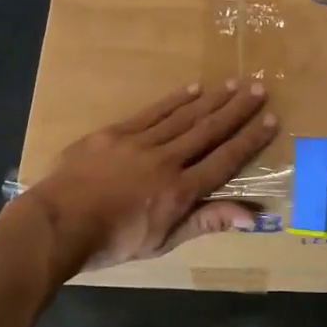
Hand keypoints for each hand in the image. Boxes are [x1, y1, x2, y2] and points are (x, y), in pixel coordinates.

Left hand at [28, 80, 277, 270]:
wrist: (57, 223)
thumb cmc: (111, 242)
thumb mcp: (162, 242)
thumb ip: (205, 222)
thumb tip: (252, 217)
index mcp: (180, 191)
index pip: (224, 161)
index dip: (249, 140)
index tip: (270, 119)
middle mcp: (166, 161)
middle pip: (208, 131)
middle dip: (236, 110)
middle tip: (258, 88)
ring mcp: (140, 143)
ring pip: (183, 117)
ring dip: (211, 100)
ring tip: (232, 84)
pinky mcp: (115, 133)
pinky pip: (151, 113)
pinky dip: (173, 100)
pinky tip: (191, 89)